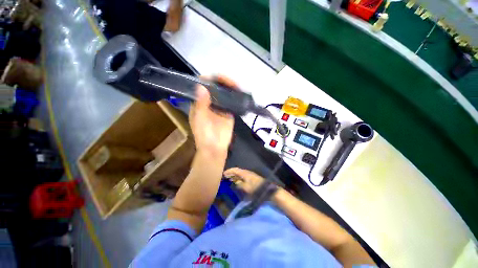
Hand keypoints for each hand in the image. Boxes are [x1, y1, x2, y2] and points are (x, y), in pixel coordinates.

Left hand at [189, 75, 234, 156]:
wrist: (215, 148)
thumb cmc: (204, 135)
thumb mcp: (200, 119)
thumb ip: (201, 104)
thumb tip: (201, 86)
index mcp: (199, 103)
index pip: (202, 87)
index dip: (208, 80)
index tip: (217, 78)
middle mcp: (209, 103)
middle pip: (214, 88)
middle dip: (222, 82)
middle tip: (230, 82)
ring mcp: (220, 107)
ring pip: (224, 94)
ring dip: (229, 88)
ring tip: (236, 85)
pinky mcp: (228, 112)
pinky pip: (232, 102)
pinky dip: (235, 96)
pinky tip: (239, 93)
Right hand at [223, 168, 265, 194]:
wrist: (266, 189)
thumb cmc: (255, 188)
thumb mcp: (246, 187)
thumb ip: (240, 184)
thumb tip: (235, 182)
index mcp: (245, 173)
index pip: (235, 170)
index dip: (229, 171)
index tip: (223, 174)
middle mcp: (246, 172)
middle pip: (237, 171)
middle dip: (231, 173)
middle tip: (225, 176)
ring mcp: (249, 175)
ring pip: (239, 173)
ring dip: (234, 175)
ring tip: (229, 179)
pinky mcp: (251, 178)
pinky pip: (242, 176)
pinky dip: (238, 177)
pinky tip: (237, 181)